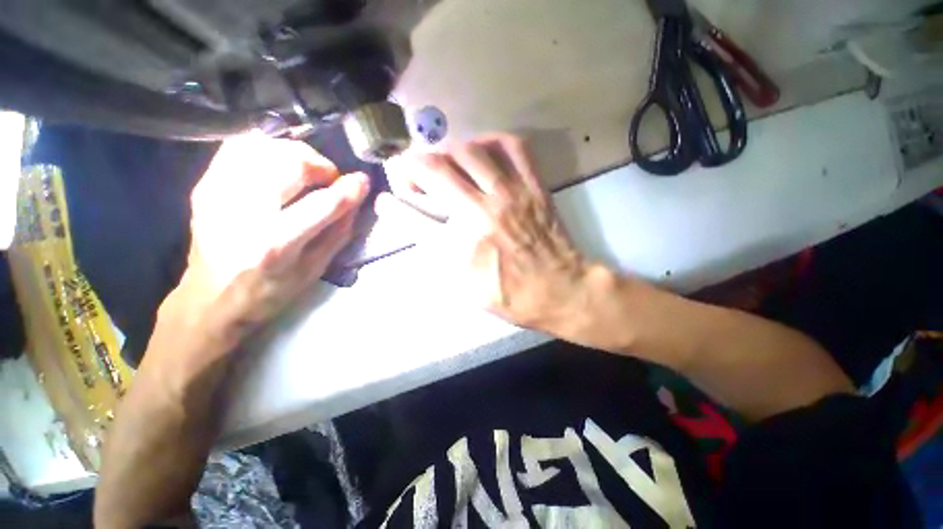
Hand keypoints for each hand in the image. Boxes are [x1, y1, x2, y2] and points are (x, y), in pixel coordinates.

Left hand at [150, 134, 369, 372]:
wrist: (210, 299)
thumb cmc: (270, 291)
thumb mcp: (315, 270)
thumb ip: (338, 233)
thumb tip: (356, 200)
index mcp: (277, 244)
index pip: (324, 204)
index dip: (350, 188)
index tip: (363, 181)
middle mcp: (244, 213)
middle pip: (291, 163)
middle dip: (321, 165)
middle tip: (329, 179)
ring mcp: (218, 194)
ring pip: (265, 147)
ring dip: (296, 154)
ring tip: (305, 170)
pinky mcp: (205, 186)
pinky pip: (238, 147)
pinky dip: (266, 147)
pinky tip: (278, 162)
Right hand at [381, 134, 610, 338]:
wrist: (562, 290)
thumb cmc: (512, 296)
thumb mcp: (467, 289)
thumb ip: (439, 258)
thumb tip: (416, 228)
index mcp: (463, 245)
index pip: (413, 217)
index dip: (394, 205)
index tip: (387, 199)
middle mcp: (482, 212)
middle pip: (435, 169)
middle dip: (412, 166)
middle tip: (412, 175)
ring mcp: (511, 194)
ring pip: (469, 151)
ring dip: (447, 152)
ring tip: (444, 164)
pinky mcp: (534, 186)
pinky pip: (513, 146)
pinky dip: (492, 140)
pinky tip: (482, 151)